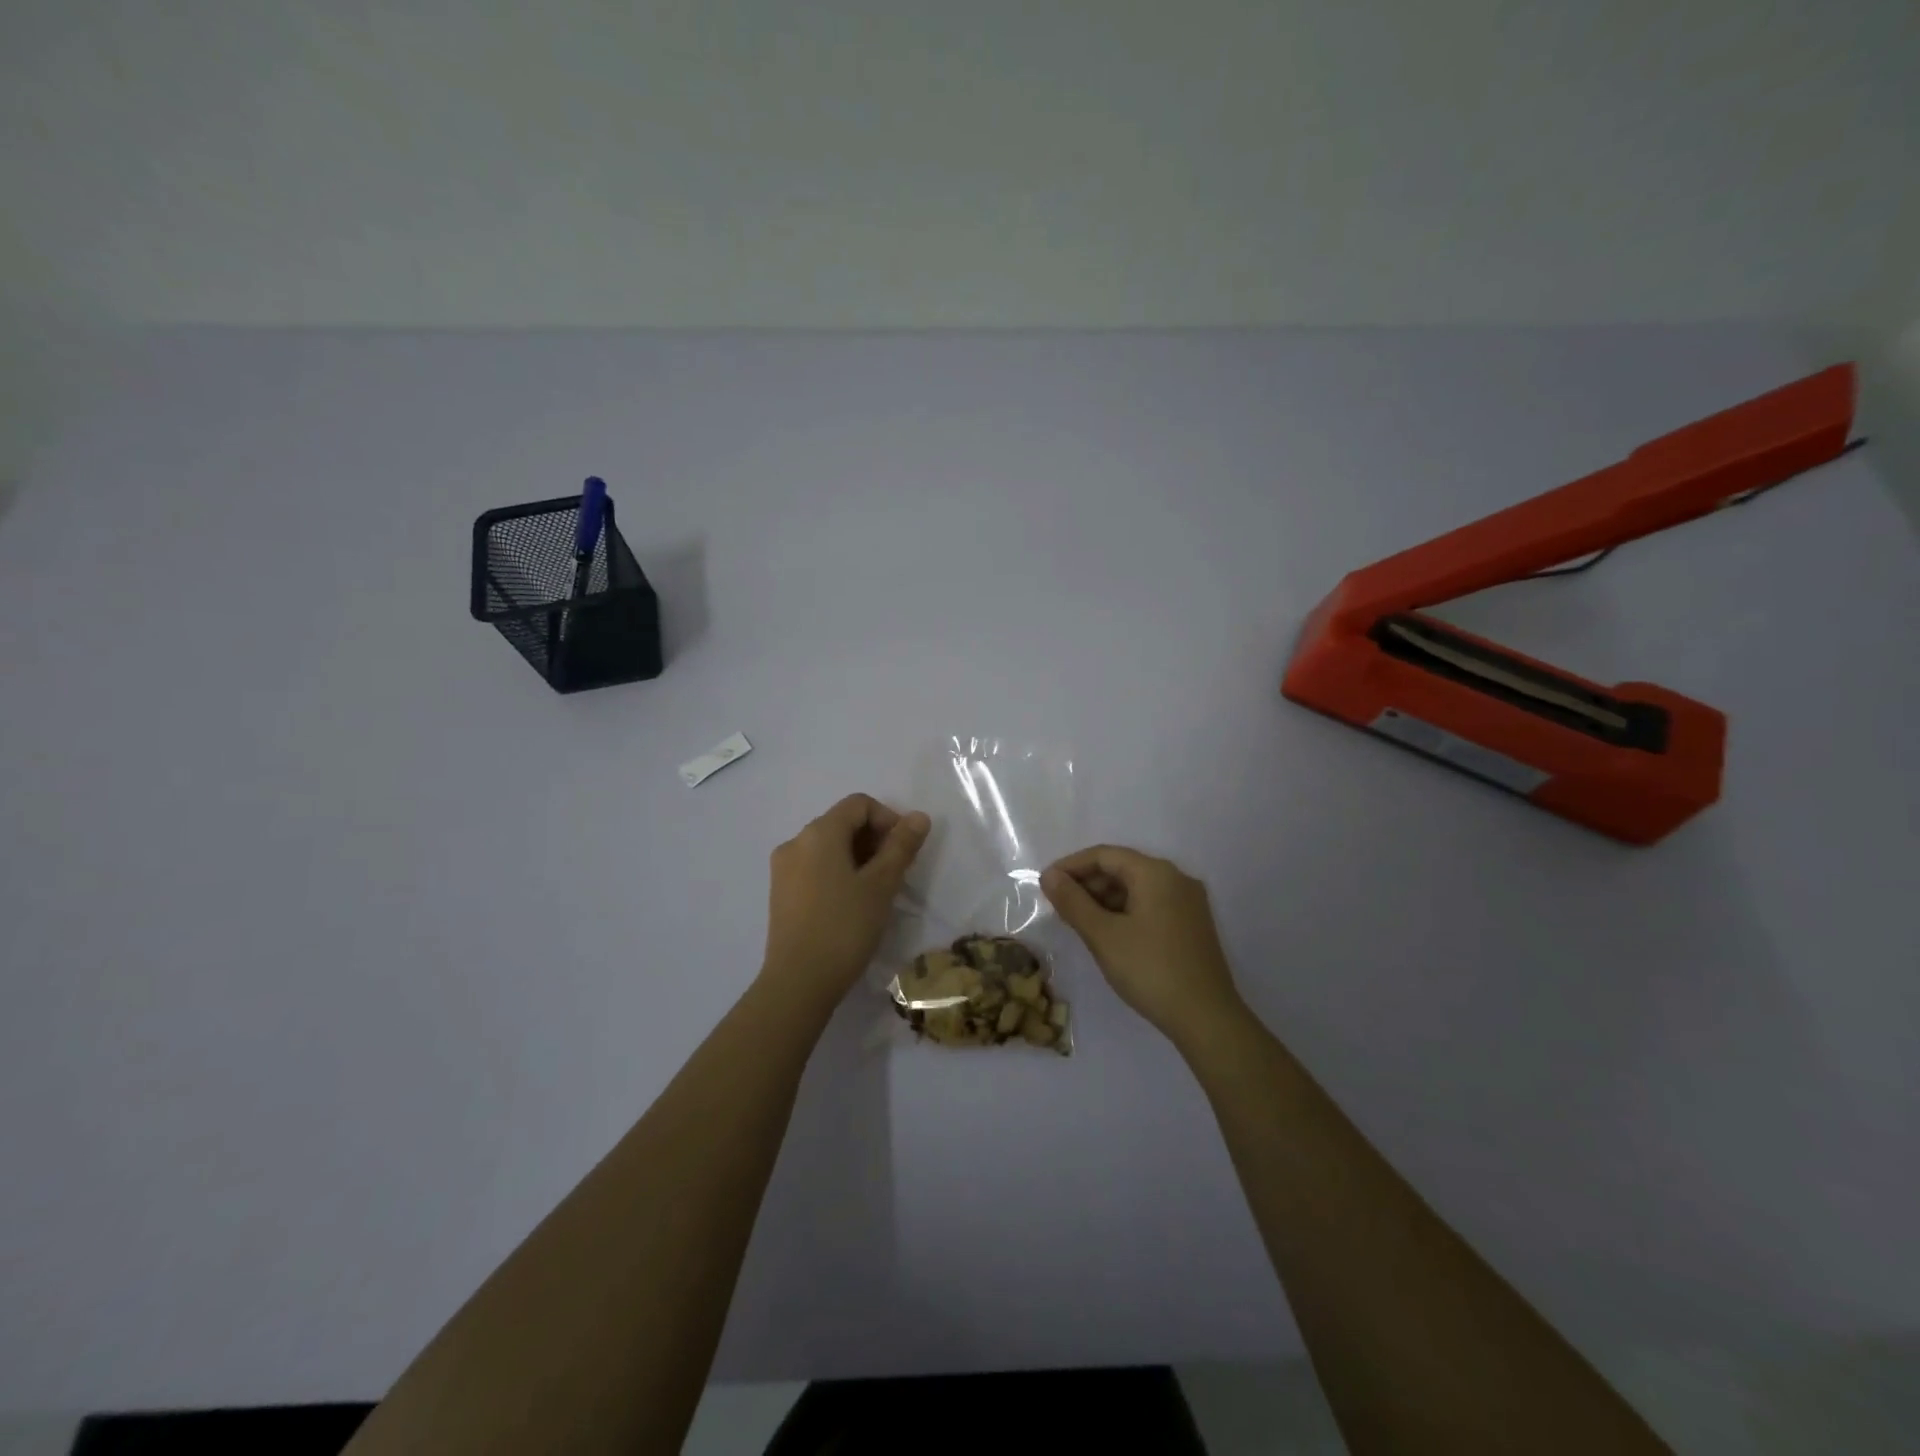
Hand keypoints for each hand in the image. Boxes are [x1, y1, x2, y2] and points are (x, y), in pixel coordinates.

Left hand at [762, 794, 930, 1007]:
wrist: (798, 982)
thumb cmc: (844, 927)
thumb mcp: (881, 885)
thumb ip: (901, 846)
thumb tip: (919, 816)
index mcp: (818, 833)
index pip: (859, 804)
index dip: (888, 819)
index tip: (905, 850)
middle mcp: (795, 842)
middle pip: (842, 823)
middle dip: (874, 839)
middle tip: (896, 873)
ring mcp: (783, 868)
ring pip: (828, 847)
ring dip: (858, 857)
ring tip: (877, 890)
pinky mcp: (780, 892)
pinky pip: (815, 867)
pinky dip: (838, 872)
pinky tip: (852, 903)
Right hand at [1042, 845, 1245, 1044]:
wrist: (1207, 1018)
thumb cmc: (1150, 970)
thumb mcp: (1103, 935)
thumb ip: (1073, 902)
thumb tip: (1049, 875)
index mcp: (1156, 873)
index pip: (1104, 855)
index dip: (1071, 866)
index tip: (1045, 885)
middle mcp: (1176, 878)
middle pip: (1122, 868)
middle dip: (1087, 884)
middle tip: (1059, 907)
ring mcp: (1189, 902)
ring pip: (1137, 888)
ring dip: (1104, 899)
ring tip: (1079, 923)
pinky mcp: (1193, 925)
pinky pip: (1151, 904)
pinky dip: (1125, 912)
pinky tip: (1108, 934)